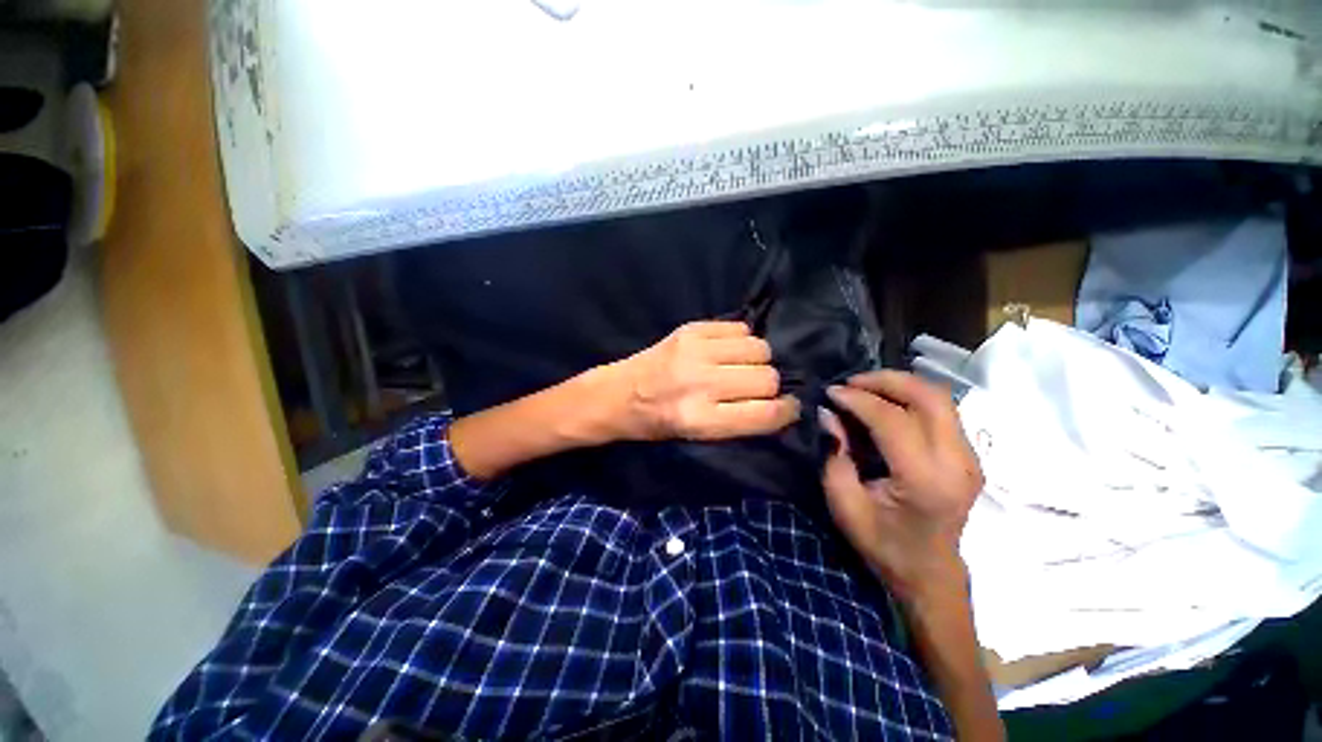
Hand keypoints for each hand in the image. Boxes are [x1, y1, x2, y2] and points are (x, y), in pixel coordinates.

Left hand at [601, 321, 800, 440]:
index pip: (766, 413)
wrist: (618, 394)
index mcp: (700, 421)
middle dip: (770, 386)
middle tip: (756, 388)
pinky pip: (739, 328)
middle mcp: (700, 384)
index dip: (787, 411)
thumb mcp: (696, 437)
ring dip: (758, 360)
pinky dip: (741, 340)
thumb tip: (781, 404)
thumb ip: (739, 422)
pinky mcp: (690, 330)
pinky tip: (728, 350)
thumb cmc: (656, 424)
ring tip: (741, 366)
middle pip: (767, 378)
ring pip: (759, 349)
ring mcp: (694, 352)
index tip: (789, 407)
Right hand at [821, 371, 983, 602]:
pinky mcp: (969, 455)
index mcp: (925, 481)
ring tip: (865, 389)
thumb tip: (828, 413)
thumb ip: (836, 454)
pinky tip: (886, 403)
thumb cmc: (883, 543)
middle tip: (851, 383)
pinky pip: (942, 410)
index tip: (831, 392)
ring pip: (940, 397)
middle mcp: (957, 463)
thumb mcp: (845, 503)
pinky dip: (911, 397)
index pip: (893, 420)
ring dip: (900, 385)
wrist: (929, 572)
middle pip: (929, 397)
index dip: (858, 399)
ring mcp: (970, 458)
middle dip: (885, 380)